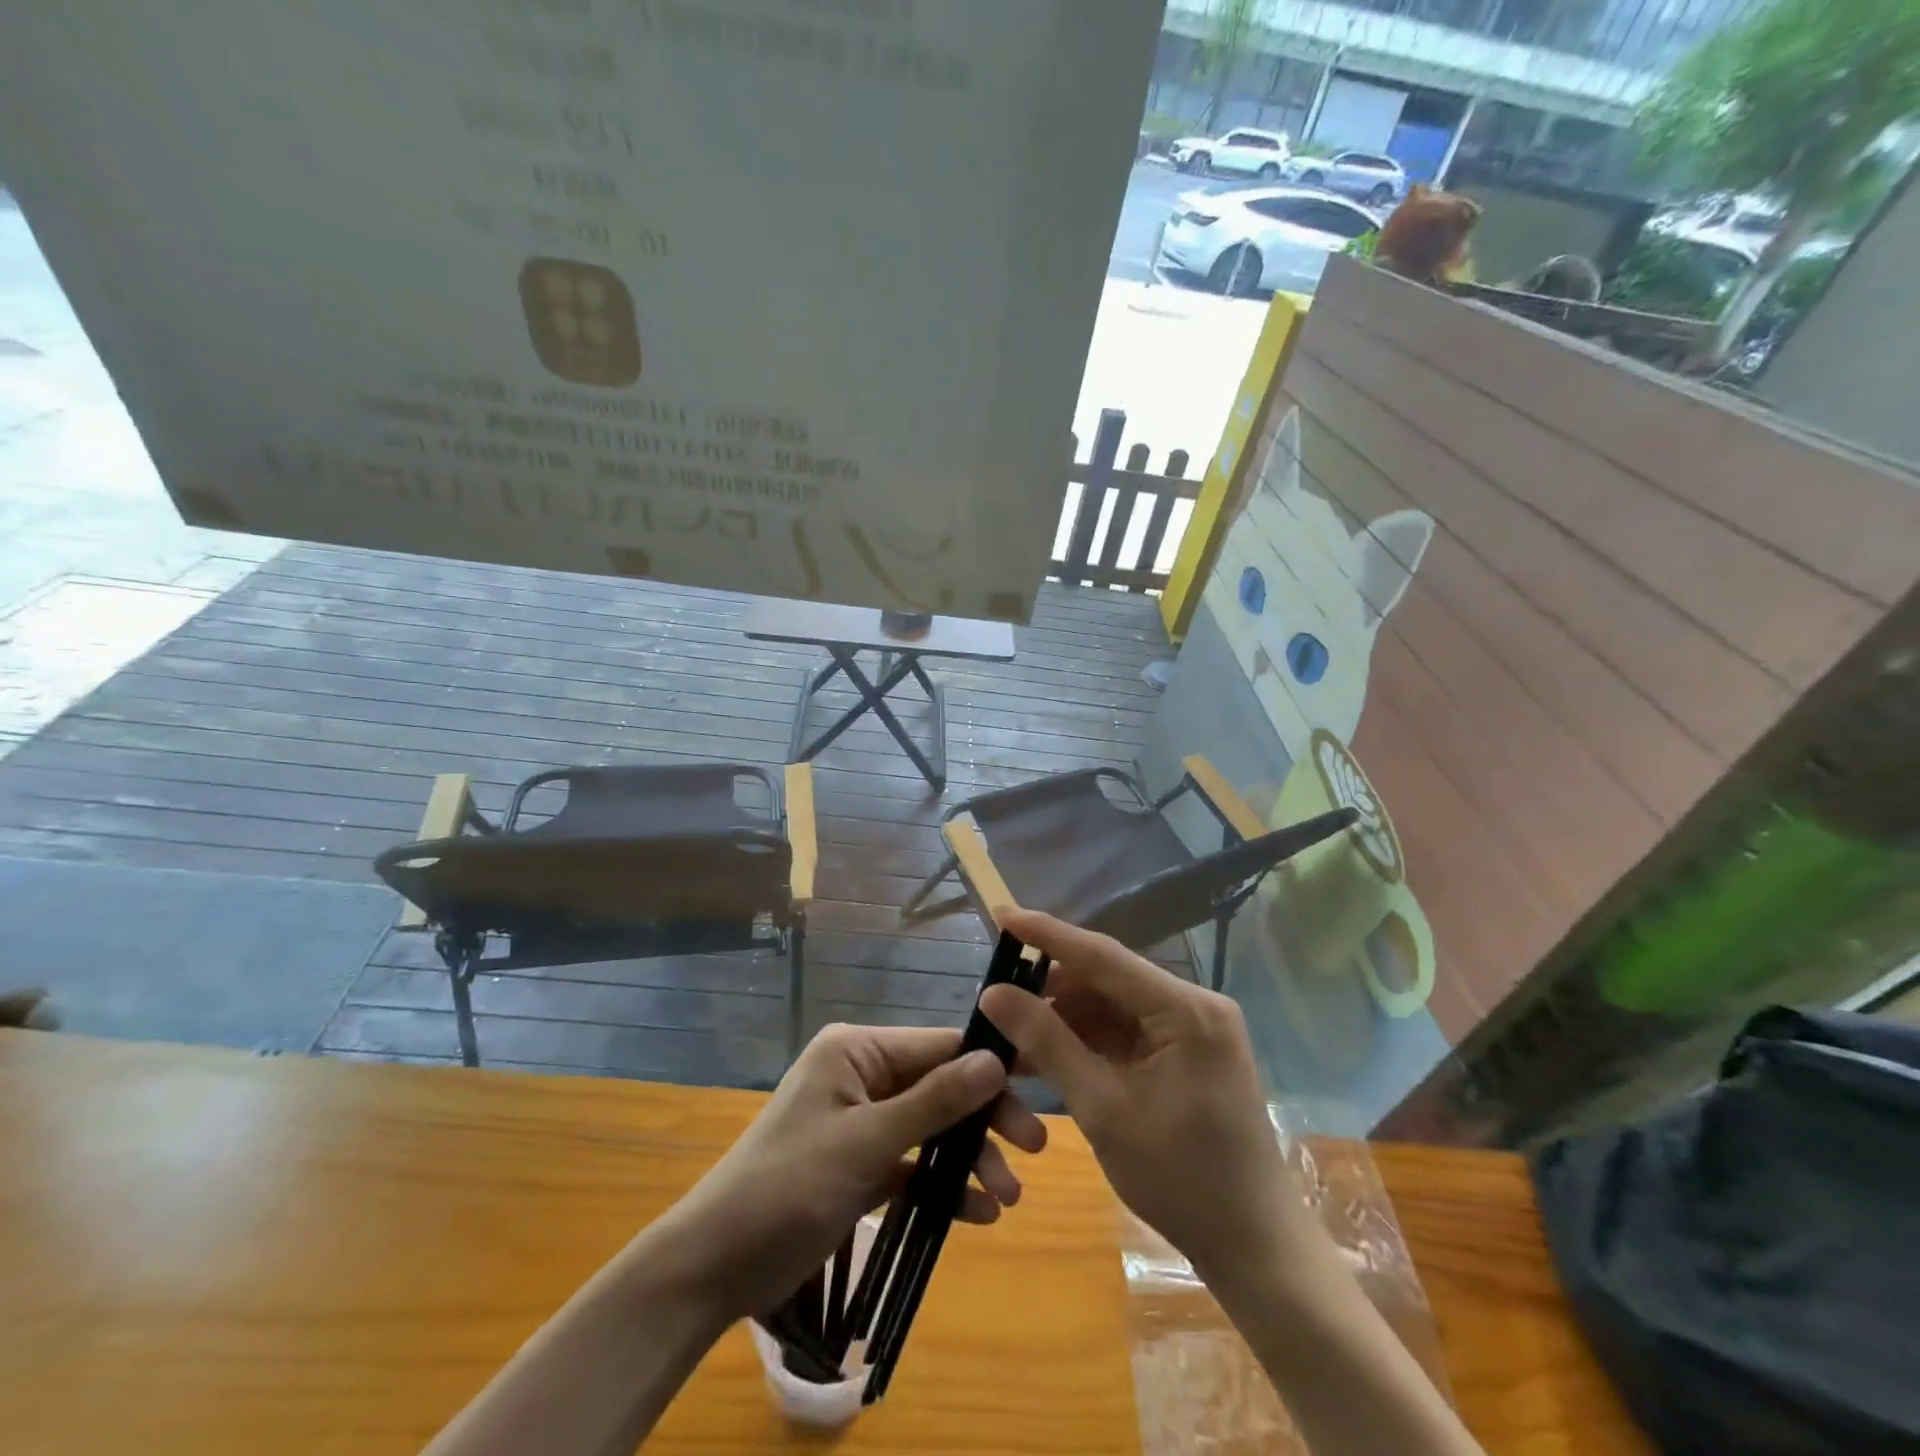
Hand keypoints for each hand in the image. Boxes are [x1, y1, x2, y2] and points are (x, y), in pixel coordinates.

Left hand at [648, 1023, 1046, 1322]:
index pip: (937, 1045)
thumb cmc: (789, 1185)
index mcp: (857, 1051)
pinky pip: (912, 1164)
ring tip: (1007, 1198)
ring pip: (931, 1127)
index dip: (988, 1064)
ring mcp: (861, 1120)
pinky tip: (976, 1214)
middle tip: (1035, 1150)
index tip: (1040, 1085)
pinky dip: (941, 1186)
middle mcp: (863, 1075)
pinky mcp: (860, 1164)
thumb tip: (996, 1060)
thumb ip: (934, 1101)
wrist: (716, 1264)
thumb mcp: (867, 1142)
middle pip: (940, 1086)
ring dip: (968, 1159)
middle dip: (984, 1119)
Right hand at [981, 911, 1314, 1284]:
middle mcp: (1194, 1005)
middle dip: (1052, 989)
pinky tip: (1047, 1055)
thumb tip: (994, 993)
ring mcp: (1193, 1029)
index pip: (1104, 955)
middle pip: (1108, 979)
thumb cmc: (1181, 1179)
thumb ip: (1047, 1042)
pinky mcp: (1187, 1053)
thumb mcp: (1102, 1107)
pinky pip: (1126, 1031)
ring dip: (1065, 1018)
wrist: (1254, 1248)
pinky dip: (1087, 1041)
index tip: (1002, 915)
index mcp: (1186, 1010)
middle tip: (997, 998)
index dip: (1049, 935)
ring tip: (1013, 1034)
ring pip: (1113, 1006)